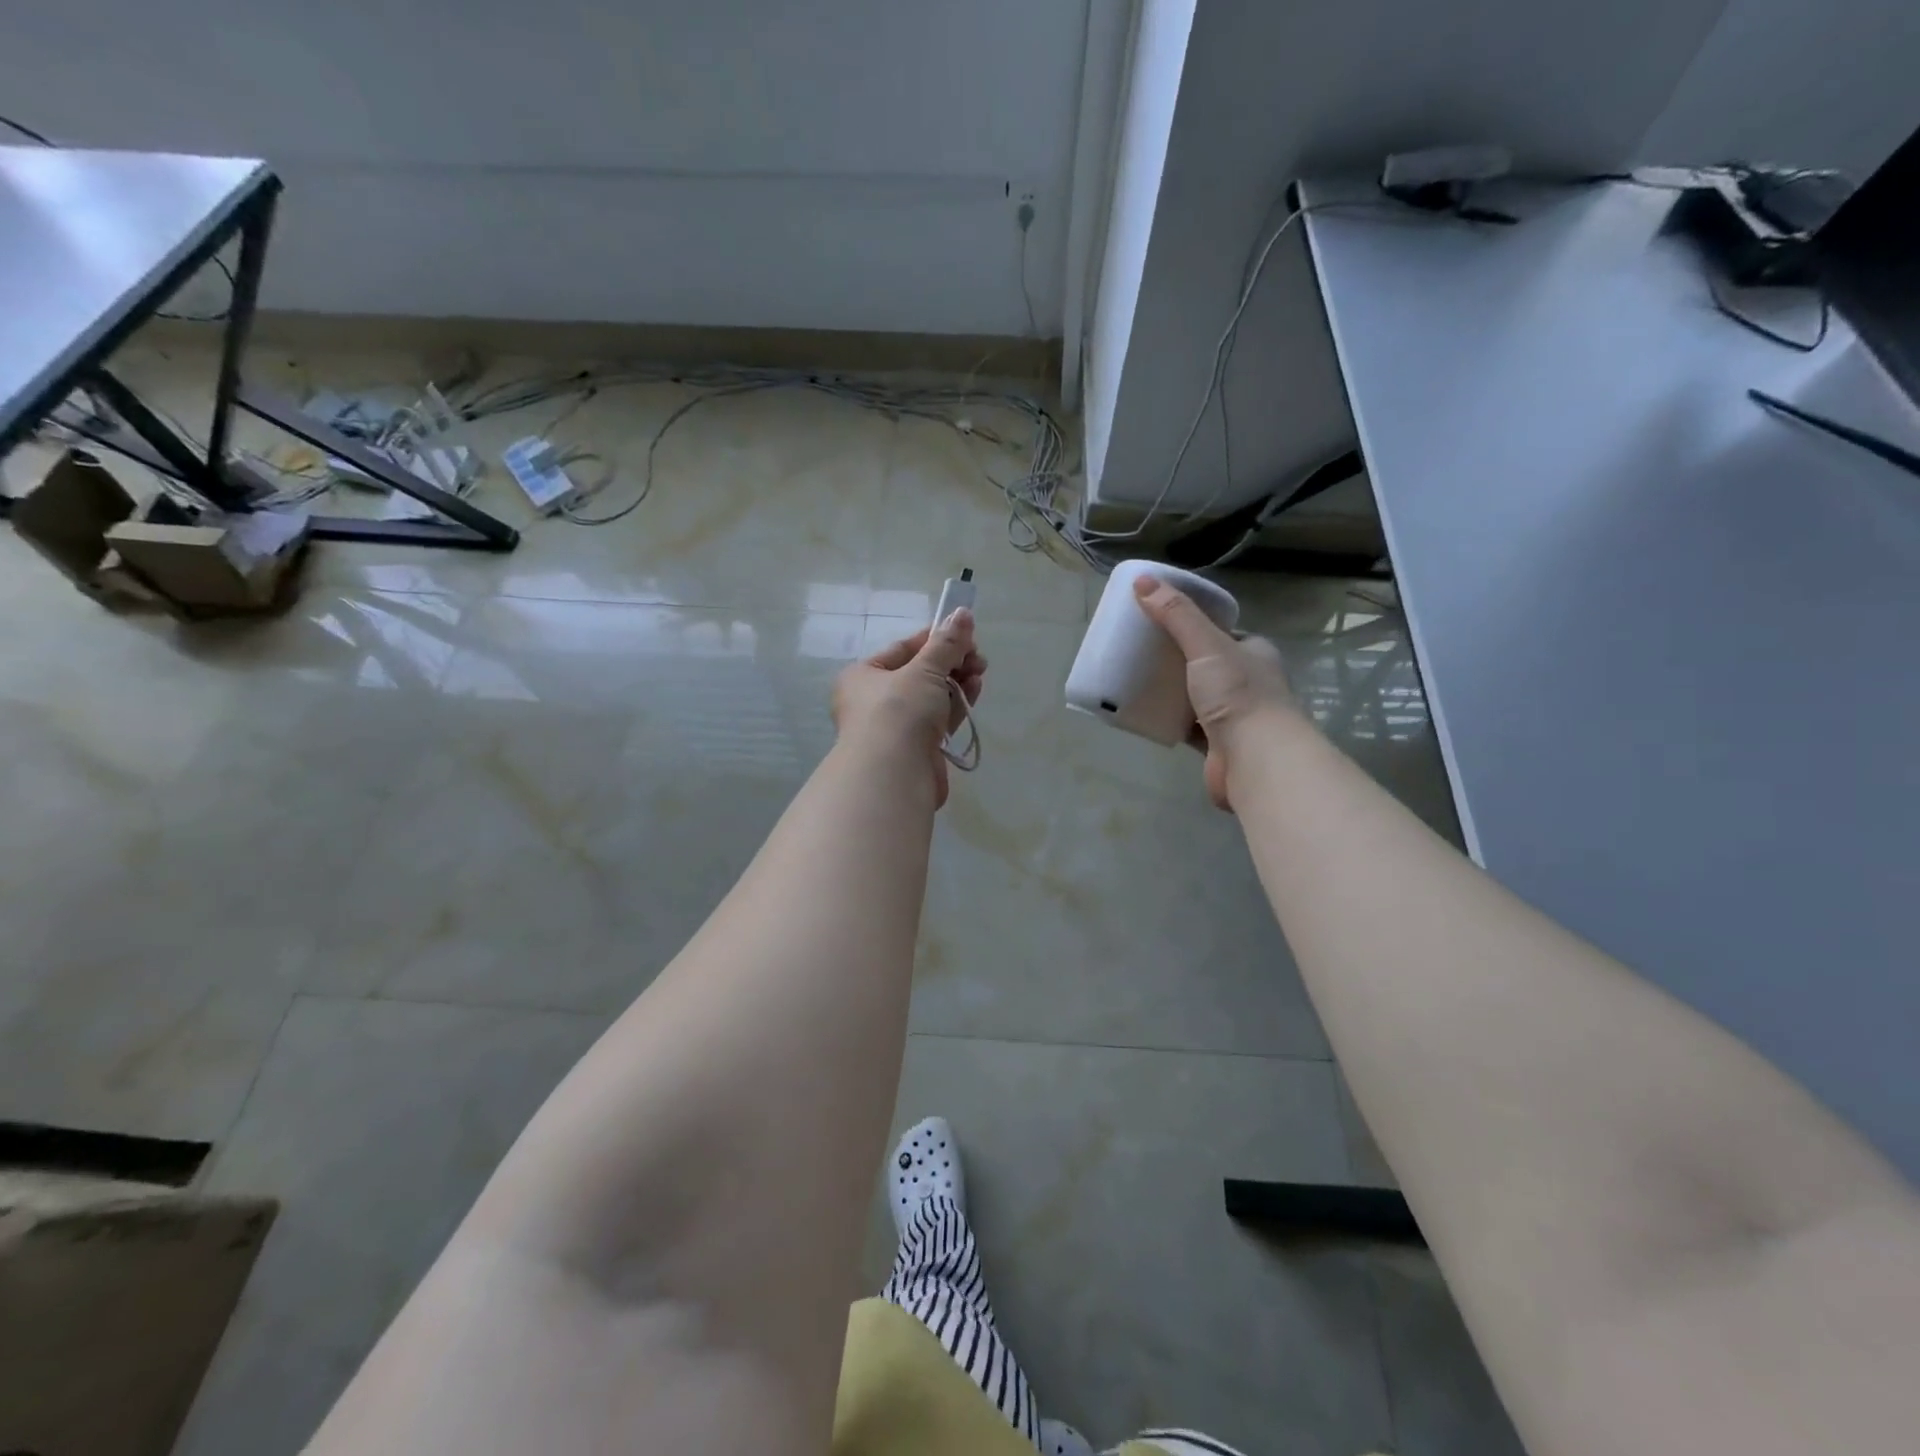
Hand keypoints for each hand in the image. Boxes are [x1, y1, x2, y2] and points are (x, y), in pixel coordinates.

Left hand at [832, 609, 985, 807]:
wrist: (894, 775)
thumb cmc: (898, 712)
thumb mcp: (924, 669)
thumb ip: (946, 643)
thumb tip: (962, 613)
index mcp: (863, 676)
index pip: (903, 649)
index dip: (935, 639)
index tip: (965, 634)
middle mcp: (874, 700)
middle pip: (920, 672)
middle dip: (951, 662)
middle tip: (978, 656)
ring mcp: (896, 727)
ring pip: (932, 696)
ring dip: (957, 682)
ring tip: (979, 672)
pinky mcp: (916, 748)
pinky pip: (939, 718)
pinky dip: (956, 704)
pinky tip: (974, 692)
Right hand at [1131, 575, 1296, 810]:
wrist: (1256, 759)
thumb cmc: (1238, 695)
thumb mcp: (1206, 645)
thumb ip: (1176, 615)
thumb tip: (1142, 582)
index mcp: (1254, 653)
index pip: (1223, 633)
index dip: (1195, 625)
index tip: (1161, 621)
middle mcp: (1249, 683)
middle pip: (1207, 665)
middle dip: (1178, 660)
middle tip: (1141, 652)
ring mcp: (1234, 717)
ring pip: (1196, 697)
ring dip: (1172, 692)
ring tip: (1137, 679)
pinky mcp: (1217, 746)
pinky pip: (1187, 726)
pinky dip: (1168, 720)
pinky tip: (1143, 713)